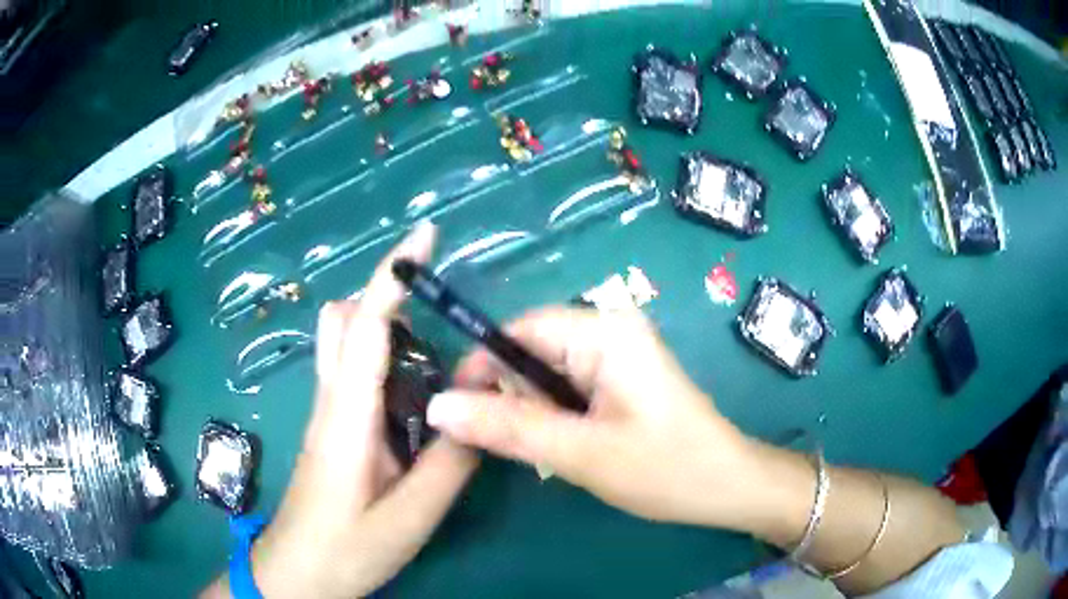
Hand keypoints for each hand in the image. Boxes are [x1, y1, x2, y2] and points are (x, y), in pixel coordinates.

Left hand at [203, 224, 478, 598]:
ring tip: (439, 365)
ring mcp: (328, 414)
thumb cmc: (345, 549)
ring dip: (389, 331)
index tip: (425, 234)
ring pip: (347, 345)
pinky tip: (418, 401)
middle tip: (439, 318)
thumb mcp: (410, 517)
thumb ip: (450, 461)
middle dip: (387, 298)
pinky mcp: (333, 430)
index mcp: (347, 416)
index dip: (394, 274)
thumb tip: (484, 403)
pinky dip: (388, 365)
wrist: (295, 574)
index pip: (367, 326)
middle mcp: (332, 401)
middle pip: (344, 321)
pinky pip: (356, 375)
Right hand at [426, 307, 752, 528]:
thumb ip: (507, 427)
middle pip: (532, 350)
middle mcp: (610, 330)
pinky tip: (563, 444)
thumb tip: (437, 407)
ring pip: (547, 372)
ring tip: (546, 450)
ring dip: (532, 410)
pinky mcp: (621, 378)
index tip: (457, 411)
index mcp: (604, 331)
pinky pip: (568, 387)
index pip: (519, 329)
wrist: (726, 487)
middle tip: (510, 444)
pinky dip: (554, 415)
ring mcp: (618, 354)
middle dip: (511, 395)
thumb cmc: (664, 469)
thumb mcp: (580, 452)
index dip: (482, 365)